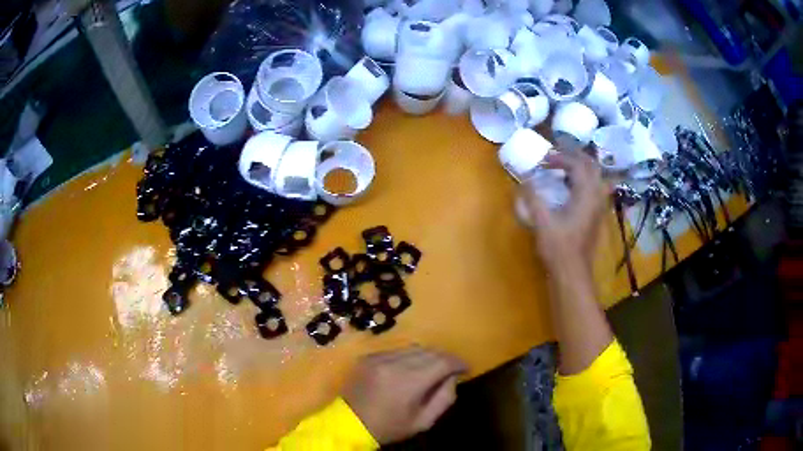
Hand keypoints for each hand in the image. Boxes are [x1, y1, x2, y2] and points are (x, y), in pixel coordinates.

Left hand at [343, 347, 467, 444]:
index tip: (465, 368)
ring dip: (427, 355)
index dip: (458, 362)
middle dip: (444, 358)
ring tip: (433, 368)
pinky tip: (410, 368)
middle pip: (429, 351)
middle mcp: (394, 362)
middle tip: (451, 369)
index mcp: (409, 381)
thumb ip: (444, 398)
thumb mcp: (423, 421)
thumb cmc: (389, 427)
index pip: (442, 361)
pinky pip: (396, 350)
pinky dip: (409, 356)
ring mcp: (378, 357)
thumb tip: (453, 377)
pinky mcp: (368, 356)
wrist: (349, 424)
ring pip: (413, 348)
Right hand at [519, 151, 608, 271]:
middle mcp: (597, 197)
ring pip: (596, 178)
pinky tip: (571, 190)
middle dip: (575, 158)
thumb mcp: (542, 222)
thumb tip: (523, 179)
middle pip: (592, 167)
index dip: (560, 158)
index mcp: (586, 195)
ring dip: (581, 169)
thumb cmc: (559, 248)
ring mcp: (599, 208)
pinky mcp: (597, 217)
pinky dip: (584, 182)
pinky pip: (595, 190)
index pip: (578, 165)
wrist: (573, 274)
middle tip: (557, 158)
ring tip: (564, 170)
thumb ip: (533, 198)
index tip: (544, 161)